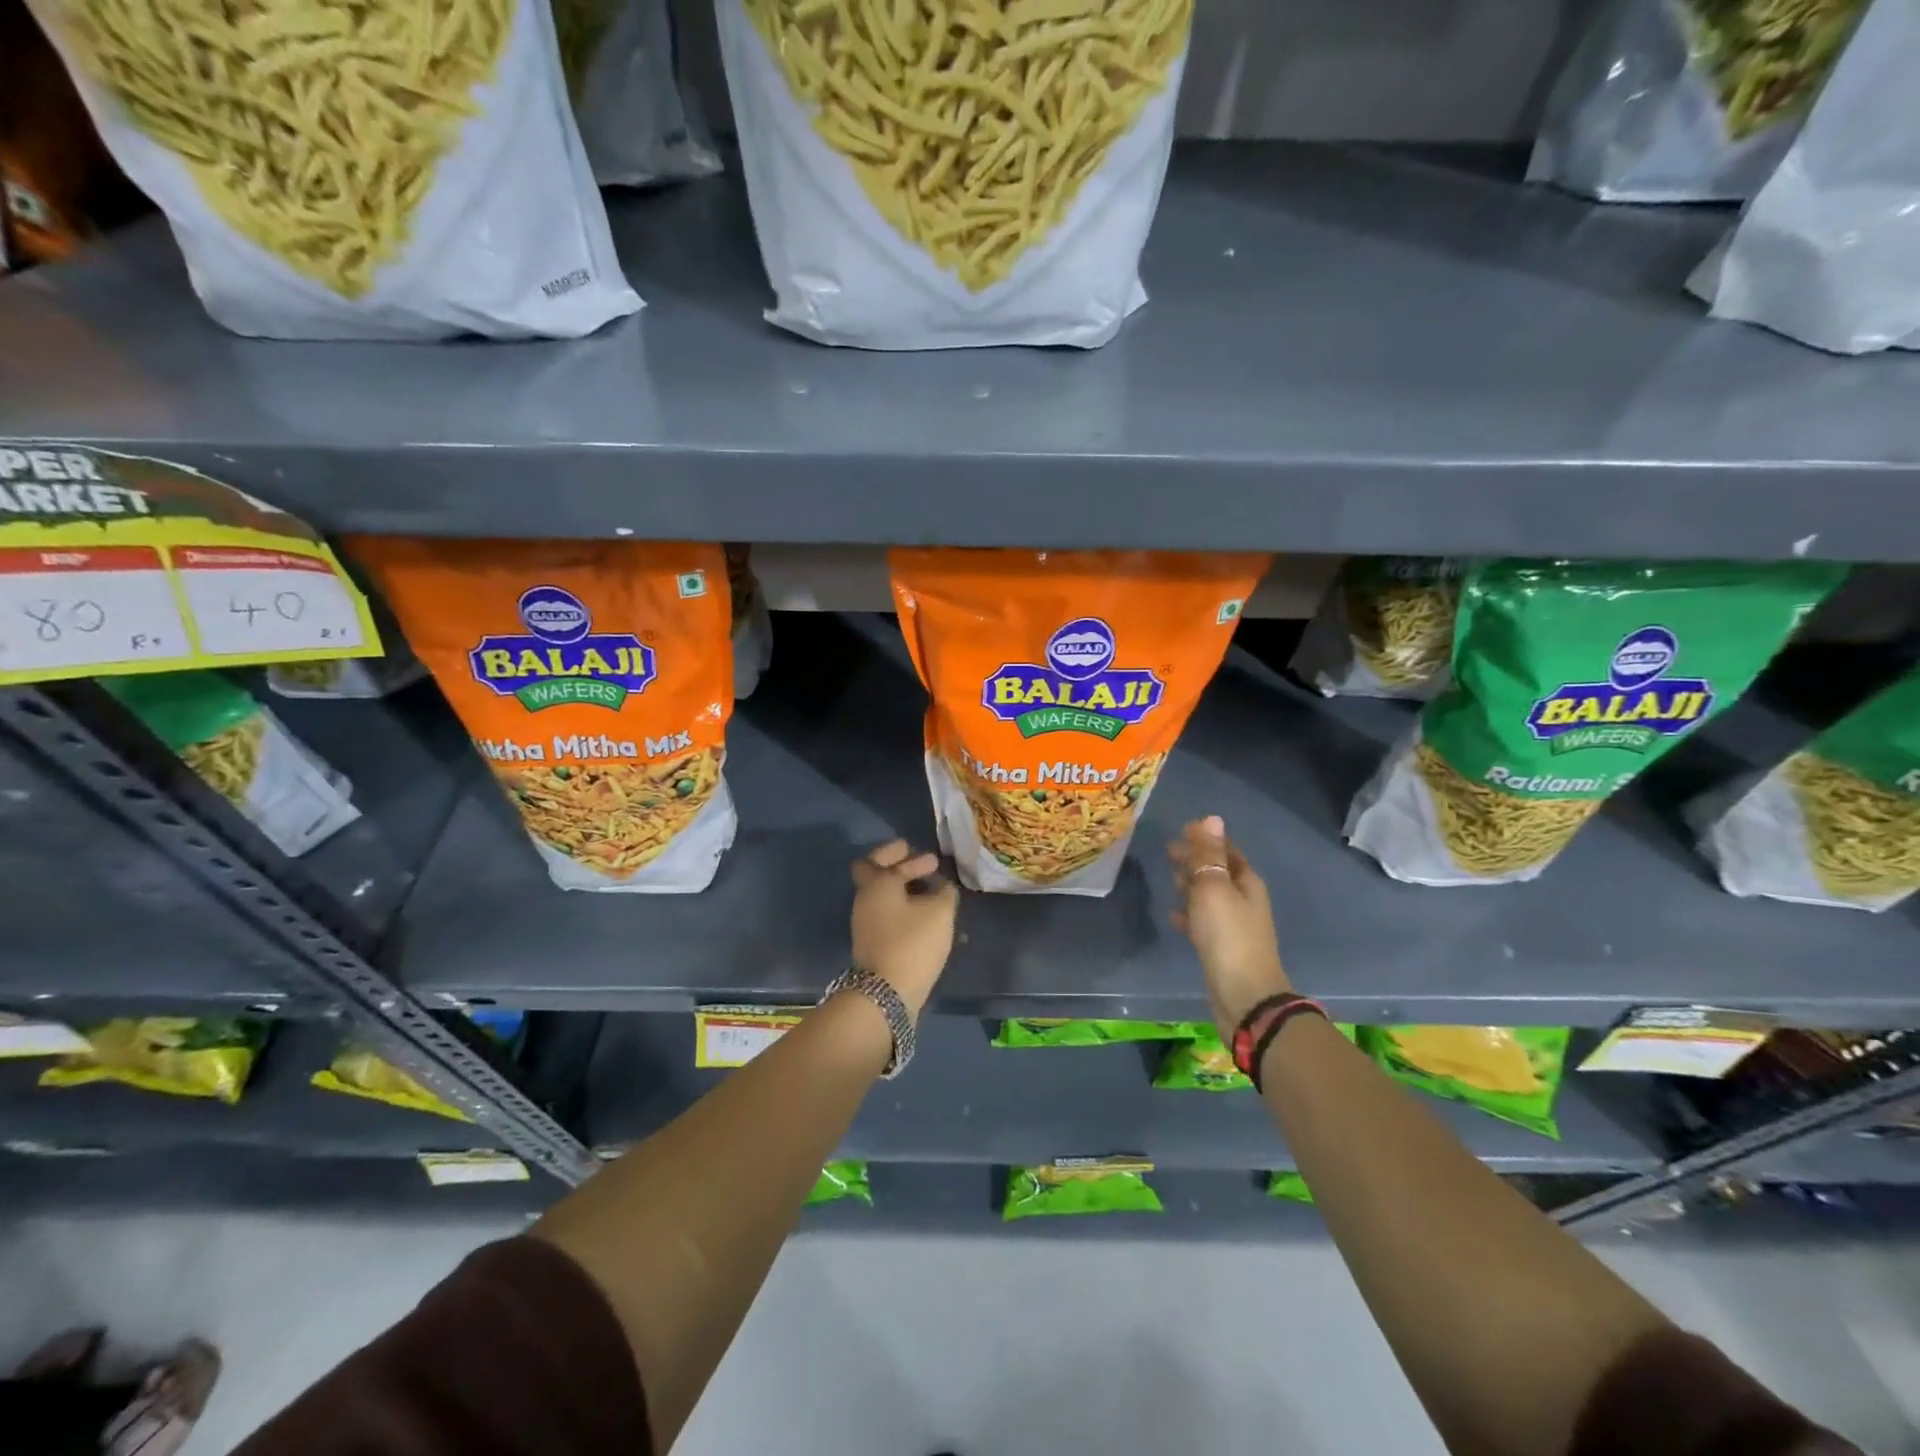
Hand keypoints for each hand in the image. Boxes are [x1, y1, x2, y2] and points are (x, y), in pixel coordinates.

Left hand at [850, 840, 958, 1020]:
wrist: (887, 994)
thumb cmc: (913, 943)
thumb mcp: (940, 912)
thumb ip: (945, 892)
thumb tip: (943, 887)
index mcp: (877, 884)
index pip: (882, 858)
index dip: (904, 853)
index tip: (929, 857)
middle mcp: (866, 900)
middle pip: (877, 875)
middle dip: (902, 868)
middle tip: (927, 867)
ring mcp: (867, 924)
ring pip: (886, 897)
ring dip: (908, 891)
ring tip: (936, 894)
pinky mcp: (875, 944)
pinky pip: (891, 916)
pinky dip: (908, 910)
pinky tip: (931, 917)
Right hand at [1169, 815, 1290, 1035]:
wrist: (1244, 996)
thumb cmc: (1228, 936)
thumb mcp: (1215, 888)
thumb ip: (1210, 855)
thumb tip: (1212, 818)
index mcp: (1247, 882)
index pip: (1226, 849)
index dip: (1205, 838)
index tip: (1181, 829)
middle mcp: (1244, 900)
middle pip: (1218, 871)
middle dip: (1196, 859)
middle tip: (1168, 851)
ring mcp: (1233, 925)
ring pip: (1209, 895)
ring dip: (1191, 884)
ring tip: (1169, 878)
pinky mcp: (1221, 947)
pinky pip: (1202, 921)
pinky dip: (1188, 913)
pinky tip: (1173, 915)